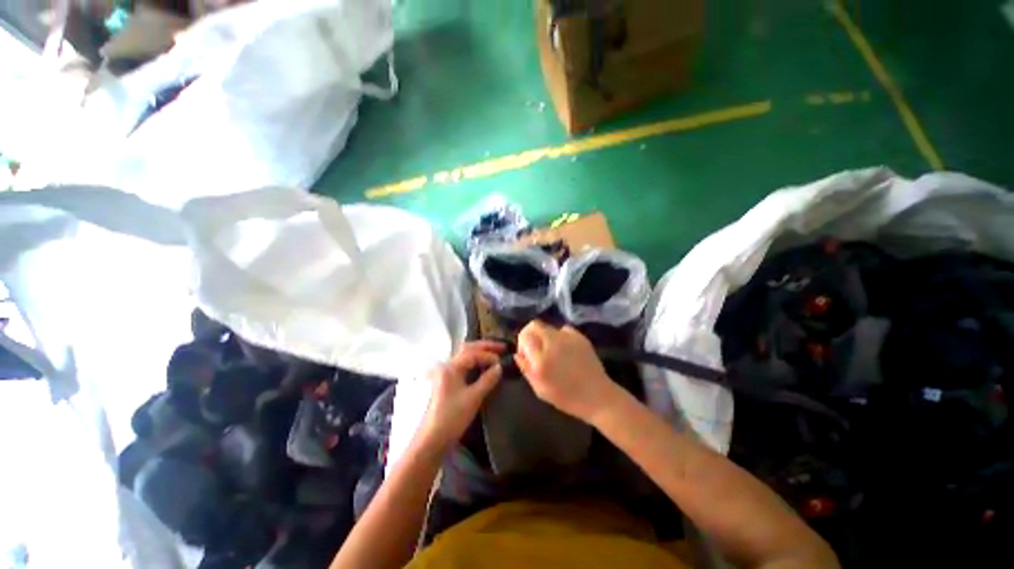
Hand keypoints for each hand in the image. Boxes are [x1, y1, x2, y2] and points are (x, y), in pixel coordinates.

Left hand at [416, 341, 503, 452]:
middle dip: (485, 347)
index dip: (489, 355)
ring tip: (495, 354)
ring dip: (480, 353)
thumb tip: (500, 367)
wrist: (432, 440)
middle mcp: (447, 367)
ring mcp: (446, 374)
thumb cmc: (452, 418)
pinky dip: (475, 362)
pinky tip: (484, 367)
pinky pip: (464, 366)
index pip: (472, 353)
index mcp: (451, 368)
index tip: (502, 361)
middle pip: (467, 349)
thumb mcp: (473, 398)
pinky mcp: (447, 383)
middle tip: (502, 348)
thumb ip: (487, 380)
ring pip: (465, 356)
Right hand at [515, 321, 621, 424]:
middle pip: (534, 325)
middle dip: (531, 334)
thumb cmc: (566, 397)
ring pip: (548, 326)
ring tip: (552, 351)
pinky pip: (563, 329)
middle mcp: (553, 343)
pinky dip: (560, 336)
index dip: (522, 343)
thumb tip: (518, 354)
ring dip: (545, 336)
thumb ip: (526, 369)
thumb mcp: (540, 389)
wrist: (598, 396)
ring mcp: (568, 337)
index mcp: (541, 359)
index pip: (524, 335)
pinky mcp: (580, 336)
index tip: (526, 354)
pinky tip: (565, 349)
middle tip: (536, 349)